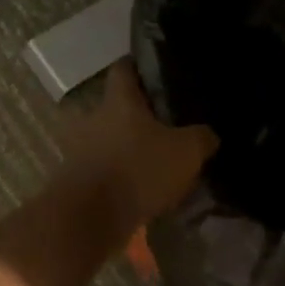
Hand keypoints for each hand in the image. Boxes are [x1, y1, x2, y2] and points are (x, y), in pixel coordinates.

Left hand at [59, 63, 216, 227]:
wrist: (89, 219)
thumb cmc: (138, 171)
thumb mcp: (186, 152)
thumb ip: (201, 137)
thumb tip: (208, 134)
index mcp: (118, 100)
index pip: (124, 67)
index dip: (141, 66)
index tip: (160, 72)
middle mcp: (93, 117)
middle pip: (118, 106)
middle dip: (140, 115)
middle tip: (168, 125)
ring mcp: (80, 148)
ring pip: (110, 138)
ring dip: (128, 147)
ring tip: (156, 160)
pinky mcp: (76, 177)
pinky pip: (103, 167)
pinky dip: (119, 173)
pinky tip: (140, 187)